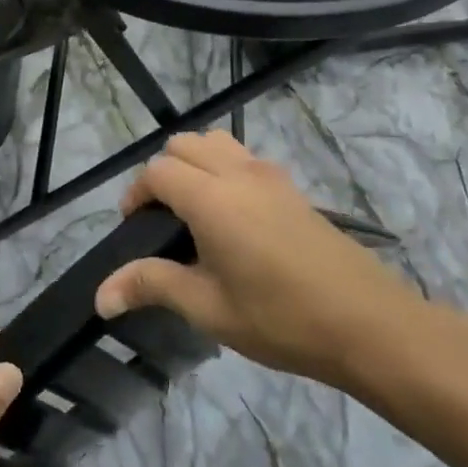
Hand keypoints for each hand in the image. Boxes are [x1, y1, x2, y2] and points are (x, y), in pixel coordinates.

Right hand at [94, 132, 436, 396]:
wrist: (368, 323)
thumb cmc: (280, 317)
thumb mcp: (207, 307)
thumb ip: (151, 286)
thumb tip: (100, 296)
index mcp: (210, 197)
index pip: (157, 171)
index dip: (136, 194)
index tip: (134, 229)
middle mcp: (237, 173)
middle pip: (183, 145)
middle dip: (161, 173)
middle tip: (161, 220)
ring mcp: (269, 176)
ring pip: (216, 143)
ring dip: (194, 163)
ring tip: (194, 211)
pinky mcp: (292, 188)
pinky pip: (244, 158)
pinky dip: (223, 169)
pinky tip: (234, 219)